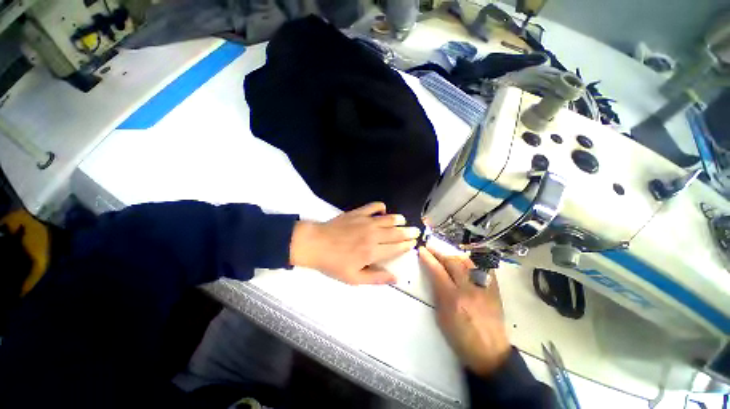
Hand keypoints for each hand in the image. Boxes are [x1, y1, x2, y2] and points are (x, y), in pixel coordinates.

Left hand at [290, 202, 419, 284]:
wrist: (315, 244)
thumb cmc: (333, 263)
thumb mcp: (354, 278)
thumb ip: (376, 278)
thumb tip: (395, 278)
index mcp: (373, 252)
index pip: (396, 247)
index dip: (406, 245)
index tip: (413, 243)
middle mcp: (373, 235)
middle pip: (396, 232)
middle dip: (408, 232)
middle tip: (415, 231)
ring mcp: (365, 222)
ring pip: (388, 219)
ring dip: (398, 219)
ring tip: (403, 220)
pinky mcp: (358, 213)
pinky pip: (374, 206)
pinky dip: (381, 207)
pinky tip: (383, 210)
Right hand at [418, 245, 510, 375]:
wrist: (490, 353)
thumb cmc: (460, 338)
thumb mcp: (441, 318)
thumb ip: (438, 294)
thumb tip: (435, 277)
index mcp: (453, 299)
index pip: (438, 271)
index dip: (428, 258)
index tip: (422, 249)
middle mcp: (469, 289)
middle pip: (453, 262)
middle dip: (439, 252)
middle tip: (431, 247)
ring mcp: (484, 287)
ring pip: (468, 262)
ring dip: (454, 254)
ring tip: (446, 252)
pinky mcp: (494, 289)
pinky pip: (484, 268)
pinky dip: (472, 261)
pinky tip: (466, 260)